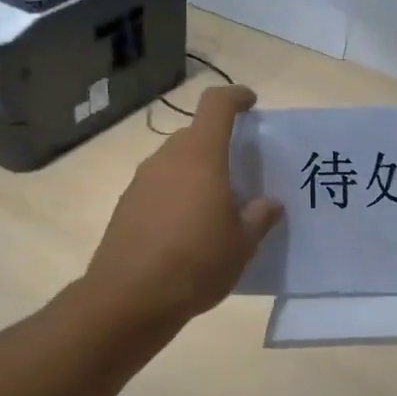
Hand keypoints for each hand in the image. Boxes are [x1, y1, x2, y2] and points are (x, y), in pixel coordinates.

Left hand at [83, 85, 283, 327]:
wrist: (129, 299)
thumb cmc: (197, 262)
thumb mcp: (242, 243)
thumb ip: (260, 217)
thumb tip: (270, 203)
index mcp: (200, 156)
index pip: (216, 105)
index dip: (235, 97)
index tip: (251, 102)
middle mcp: (167, 159)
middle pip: (195, 135)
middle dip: (218, 144)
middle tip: (241, 171)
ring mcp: (141, 182)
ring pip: (175, 162)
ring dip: (196, 172)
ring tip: (216, 205)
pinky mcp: (126, 206)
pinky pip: (159, 186)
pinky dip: (177, 195)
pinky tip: (188, 229)